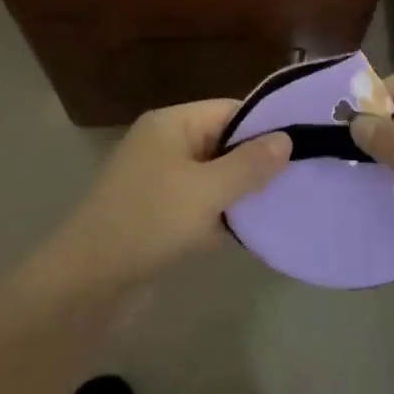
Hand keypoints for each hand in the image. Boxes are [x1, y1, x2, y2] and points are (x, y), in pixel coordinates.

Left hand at [48, 101, 291, 289]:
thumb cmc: (149, 222)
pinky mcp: (159, 214)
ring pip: (215, 178)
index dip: (266, 126)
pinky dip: (222, 216)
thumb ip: (250, 165)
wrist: (88, 283)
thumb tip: (286, 138)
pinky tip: (252, 233)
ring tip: (285, 206)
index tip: (305, 145)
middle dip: (258, 163)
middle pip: (224, 143)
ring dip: (241, 194)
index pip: (230, 110)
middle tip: (301, 180)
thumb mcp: (207, 191)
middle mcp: (166, 144)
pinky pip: (201, 205)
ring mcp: (160, 181)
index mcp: (172, 124)